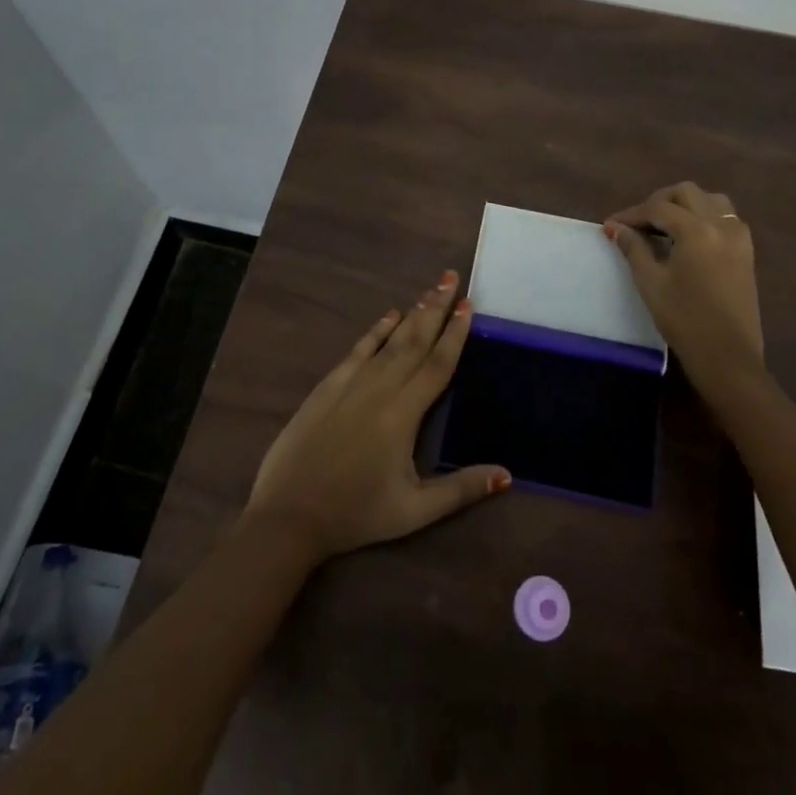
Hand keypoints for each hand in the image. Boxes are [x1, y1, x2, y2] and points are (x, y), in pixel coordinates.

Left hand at [245, 270, 510, 561]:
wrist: (288, 515)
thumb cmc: (355, 514)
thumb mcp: (414, 511)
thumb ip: (460, 490)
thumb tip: (506, 475)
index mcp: (403, 415)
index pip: (436, 365)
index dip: (454, 334)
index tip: (468, 305)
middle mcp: (379, 389)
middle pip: (414, 341)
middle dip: (435, 309)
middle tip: (451, 279)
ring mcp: (350, 384)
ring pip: (388, 340)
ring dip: (411, 314)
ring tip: (430, 291)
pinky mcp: (327, 387)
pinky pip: (357, 350)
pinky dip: (375, 330)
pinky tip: (389, 315)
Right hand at [604, 182, 766, 406]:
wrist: (727, 356)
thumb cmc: (684, 320)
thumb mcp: (651, 282)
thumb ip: (633, 248)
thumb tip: (615, 227)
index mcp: (697, 230)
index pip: (658, 208)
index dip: (631, 214)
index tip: (611, 225)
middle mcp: (722, 225)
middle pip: (687, 193)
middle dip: (659, 201)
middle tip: (637, 223)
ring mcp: (739, 237)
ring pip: (710, 200)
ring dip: (684, 204)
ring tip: (663, 225)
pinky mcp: (746, 252)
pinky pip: (725, 218)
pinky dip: (703, 216)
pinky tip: (687, 237)